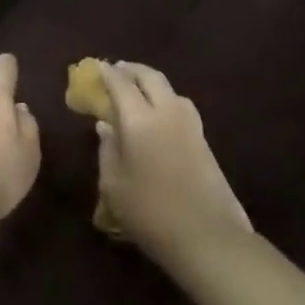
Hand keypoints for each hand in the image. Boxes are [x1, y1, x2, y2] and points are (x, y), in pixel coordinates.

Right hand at [95, 62, 252, 276]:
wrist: (208, 237)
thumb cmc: (150, 212)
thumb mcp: (114, 184)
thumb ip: (107, 149)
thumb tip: (105, 126)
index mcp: (139, 120)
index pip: (120, 84)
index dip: (107, 73)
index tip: (96, 67)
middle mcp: (166, 113)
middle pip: (150, 77)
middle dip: (132, 70)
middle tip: (117, 71)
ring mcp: (190, 125)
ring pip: (170, 89)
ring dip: (151, 82)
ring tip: (138, 90)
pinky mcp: (204, 140)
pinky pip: (181, 106)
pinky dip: (166, 99)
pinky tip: (159, 114)